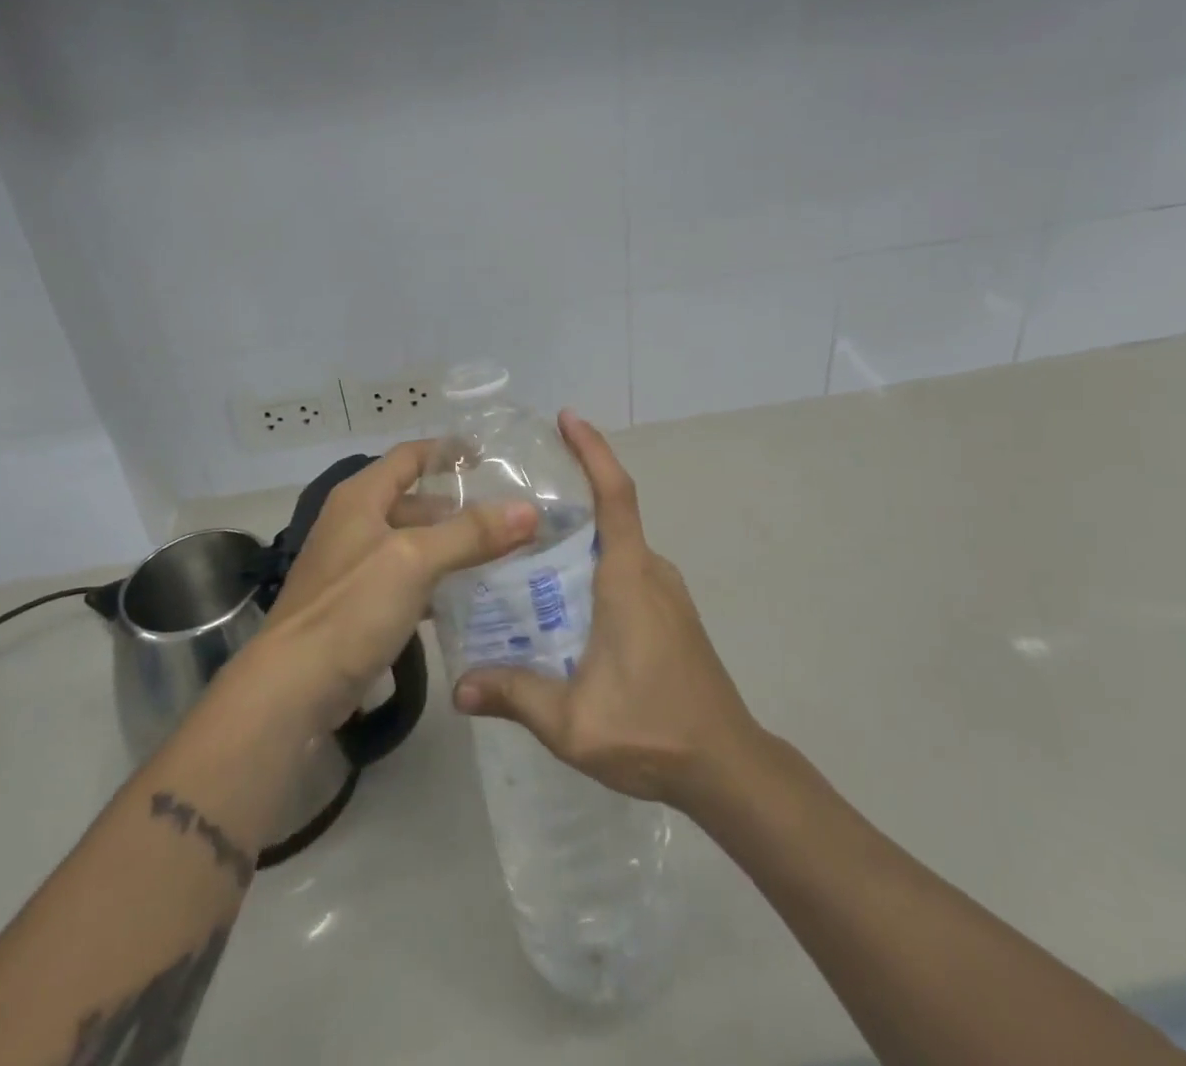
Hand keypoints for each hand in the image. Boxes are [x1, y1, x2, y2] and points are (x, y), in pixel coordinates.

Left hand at [257, 441, 538, 730]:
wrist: (293, 688)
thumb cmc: (351, 608)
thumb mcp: (414, 560)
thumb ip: (471, 533)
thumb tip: (530, 510)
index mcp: (361, 497)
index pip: (410, 456)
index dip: (448, 451)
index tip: (491, 458)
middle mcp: (355, 523)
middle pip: (414, 501)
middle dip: (459, 506)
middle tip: (508, 515)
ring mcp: (354, 566)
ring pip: (413, 543)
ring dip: (451, 545)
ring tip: (500, 553)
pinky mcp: (359, 605)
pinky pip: (406, 579)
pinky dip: (435, 580)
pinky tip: (466, 595)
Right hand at [452, 413, 758, 813]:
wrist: (728, 766)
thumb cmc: (653, 731)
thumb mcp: (572, 722)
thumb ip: (514, 696)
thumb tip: (458, 688)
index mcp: (629, 578)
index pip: (615, 494)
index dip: (593, 450)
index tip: (568, 418)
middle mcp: (651, 571)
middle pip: (610, 513)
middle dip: (569, 494)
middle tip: (512, 496)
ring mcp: (666, 592)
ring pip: (617, 545)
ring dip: (579, 535)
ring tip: (524, 545)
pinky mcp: (671, 613)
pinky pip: (627, 569)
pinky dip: (594, 562)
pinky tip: (562, 595)